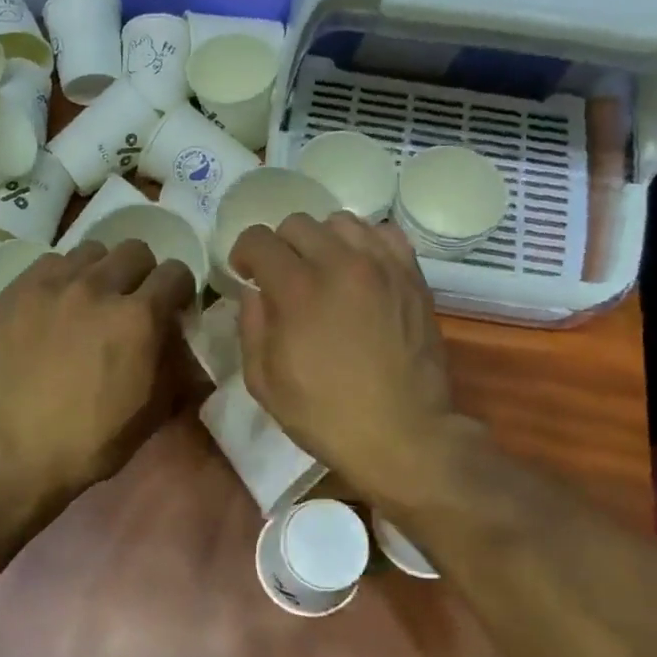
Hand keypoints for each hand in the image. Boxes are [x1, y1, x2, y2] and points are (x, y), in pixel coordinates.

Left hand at [0, 240, 195, 500]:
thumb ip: (175, 366)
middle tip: (131, 302)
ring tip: (90, 300)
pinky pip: (50, 262)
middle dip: (142, 273)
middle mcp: (98, 287)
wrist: (10, 453)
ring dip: (101, 271)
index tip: (173, 308)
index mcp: (139, 317)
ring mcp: (52, 284)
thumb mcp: (152, 412)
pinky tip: (54, 306)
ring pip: (91, 251)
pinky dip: (61, 278)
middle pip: (135, 250)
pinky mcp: (16, 290)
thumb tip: (182, 342)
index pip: (176, 272)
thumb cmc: (90, 442)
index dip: (180, 290)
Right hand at [231, 214, 471, 506]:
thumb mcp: (264, 382)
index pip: (259, 239)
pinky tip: (360, 270)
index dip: (244, 254)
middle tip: (283, 278)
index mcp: (297, 289)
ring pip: (340, 221)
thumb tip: (255, 292)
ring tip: (324, 271)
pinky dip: (365, 244)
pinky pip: (383, 234)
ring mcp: (381, 266)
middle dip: (280, 247)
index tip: (246, 274)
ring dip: (322, 241)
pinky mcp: (412, 276)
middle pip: (297, 224)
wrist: (403, 435)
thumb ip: (251, 326)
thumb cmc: (325, 415)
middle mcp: (339, 263)